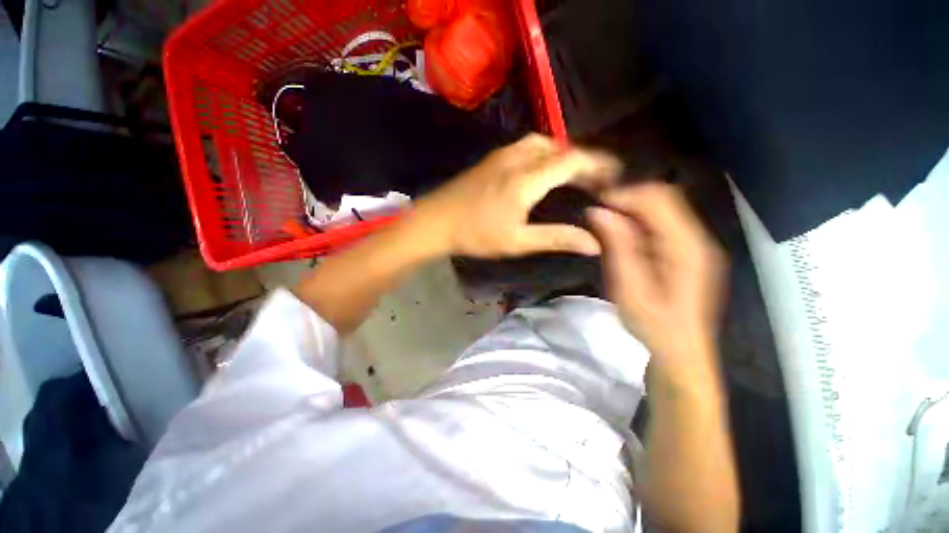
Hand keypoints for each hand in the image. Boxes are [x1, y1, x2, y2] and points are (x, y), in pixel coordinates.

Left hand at [411, 134, 621, 257]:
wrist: (436, 221)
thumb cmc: (476, 234)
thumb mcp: (518, 241)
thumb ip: (557, 238)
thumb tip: (593, 243)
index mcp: (527, 178)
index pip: (572, 161)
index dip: (597, 165)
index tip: (613, 176)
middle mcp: (518, 158)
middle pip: (560, 148)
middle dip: (582, 159)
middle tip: (595, 178)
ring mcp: (503, 154)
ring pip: (543, 143)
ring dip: (562, 154)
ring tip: (573, 174)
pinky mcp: (493, 158)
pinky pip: (527, 146)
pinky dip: (545, 154)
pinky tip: (544, 170)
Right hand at [588, 183, 726, 369]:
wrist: (681, 352)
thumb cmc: (654, 326)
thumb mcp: (628, 289)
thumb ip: (617, 247)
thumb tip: (598, 212)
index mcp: (687, 248)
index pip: (659, 200)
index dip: (625, 194)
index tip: (596, 202)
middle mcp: (697, 239)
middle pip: (664, 198)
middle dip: (628, 198)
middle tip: (598, 212)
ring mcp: (694, 244)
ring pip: (663, 208)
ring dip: (632, 210)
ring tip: (605, 222)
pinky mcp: (686, 251)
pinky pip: (662, 224)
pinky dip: (638, 222)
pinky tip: (621, 235)